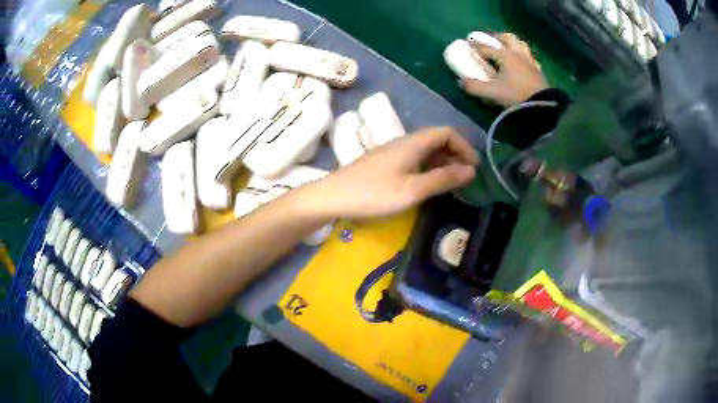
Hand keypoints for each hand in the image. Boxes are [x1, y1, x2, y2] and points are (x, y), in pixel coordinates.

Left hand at [307, 127, 479, 219]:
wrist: (332, 197)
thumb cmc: (373, 194)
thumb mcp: (412, 190)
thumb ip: (442, 179)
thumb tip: (471, 171)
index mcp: (412, 143)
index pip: (446, 133)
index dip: (464, 146)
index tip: (474, 167)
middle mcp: (404, 142)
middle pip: (436, 140)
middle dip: (455, 155)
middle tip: (466, 178)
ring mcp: (393, 153)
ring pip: (425, 150)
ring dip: (443, 162)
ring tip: (453, 183)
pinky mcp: (385, 163)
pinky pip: (414, 159)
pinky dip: (428, 168)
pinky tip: (429, 184)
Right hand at [462, 33, 547, 106]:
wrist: (542, 107)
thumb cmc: (516, 95)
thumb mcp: (492, 93)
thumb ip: (475, 87)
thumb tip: (461, 82)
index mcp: (505, 55)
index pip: (486, 47)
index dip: (475, 45)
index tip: (467, 44)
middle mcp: (517, 54)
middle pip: (507, 38)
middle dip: (497, 37)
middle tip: (490, 40)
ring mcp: (530, 61)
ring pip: (521, 44)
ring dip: (513, 43)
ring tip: (507, 47)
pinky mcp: (539, 71)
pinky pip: (531, 58)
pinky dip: (526, 56)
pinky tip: (524, 61)